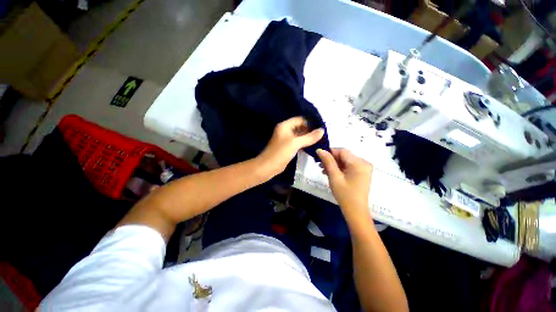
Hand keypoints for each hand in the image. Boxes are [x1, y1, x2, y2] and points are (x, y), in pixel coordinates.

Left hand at [257, 117, 324, 177]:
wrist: (269, 166)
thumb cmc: (281, 152)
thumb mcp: (296, 143)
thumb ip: (309, 137)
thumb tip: (322, 130)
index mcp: (285, 126)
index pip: (300, 119)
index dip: (310, 122)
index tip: (322, 126)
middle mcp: (286, 130)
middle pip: (300, 126)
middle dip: (311, 129)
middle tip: (323, 133)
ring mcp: (287, 139)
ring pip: (300, 135)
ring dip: (309, 137)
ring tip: (321, 139)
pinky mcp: (288, 147)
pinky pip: (299, 142)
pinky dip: (305, 143)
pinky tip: (314, 145)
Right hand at [317, 148, 372, 218]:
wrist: (356, 211)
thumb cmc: (344, 194)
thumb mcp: (334, 177)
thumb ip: (328, 161)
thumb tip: (320, 150)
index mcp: (359, 163)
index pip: (342, 151)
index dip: (330, 152)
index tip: (319, 156)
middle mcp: (364, 162)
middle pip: (344, 155)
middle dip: (331, 159)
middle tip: (320, 165)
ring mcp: (364, 168)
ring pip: (346, 160)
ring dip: (334, 164)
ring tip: (323, 170)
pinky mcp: (362, 173)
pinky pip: (349, 166)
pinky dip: (340, 168)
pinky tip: (331, 173)